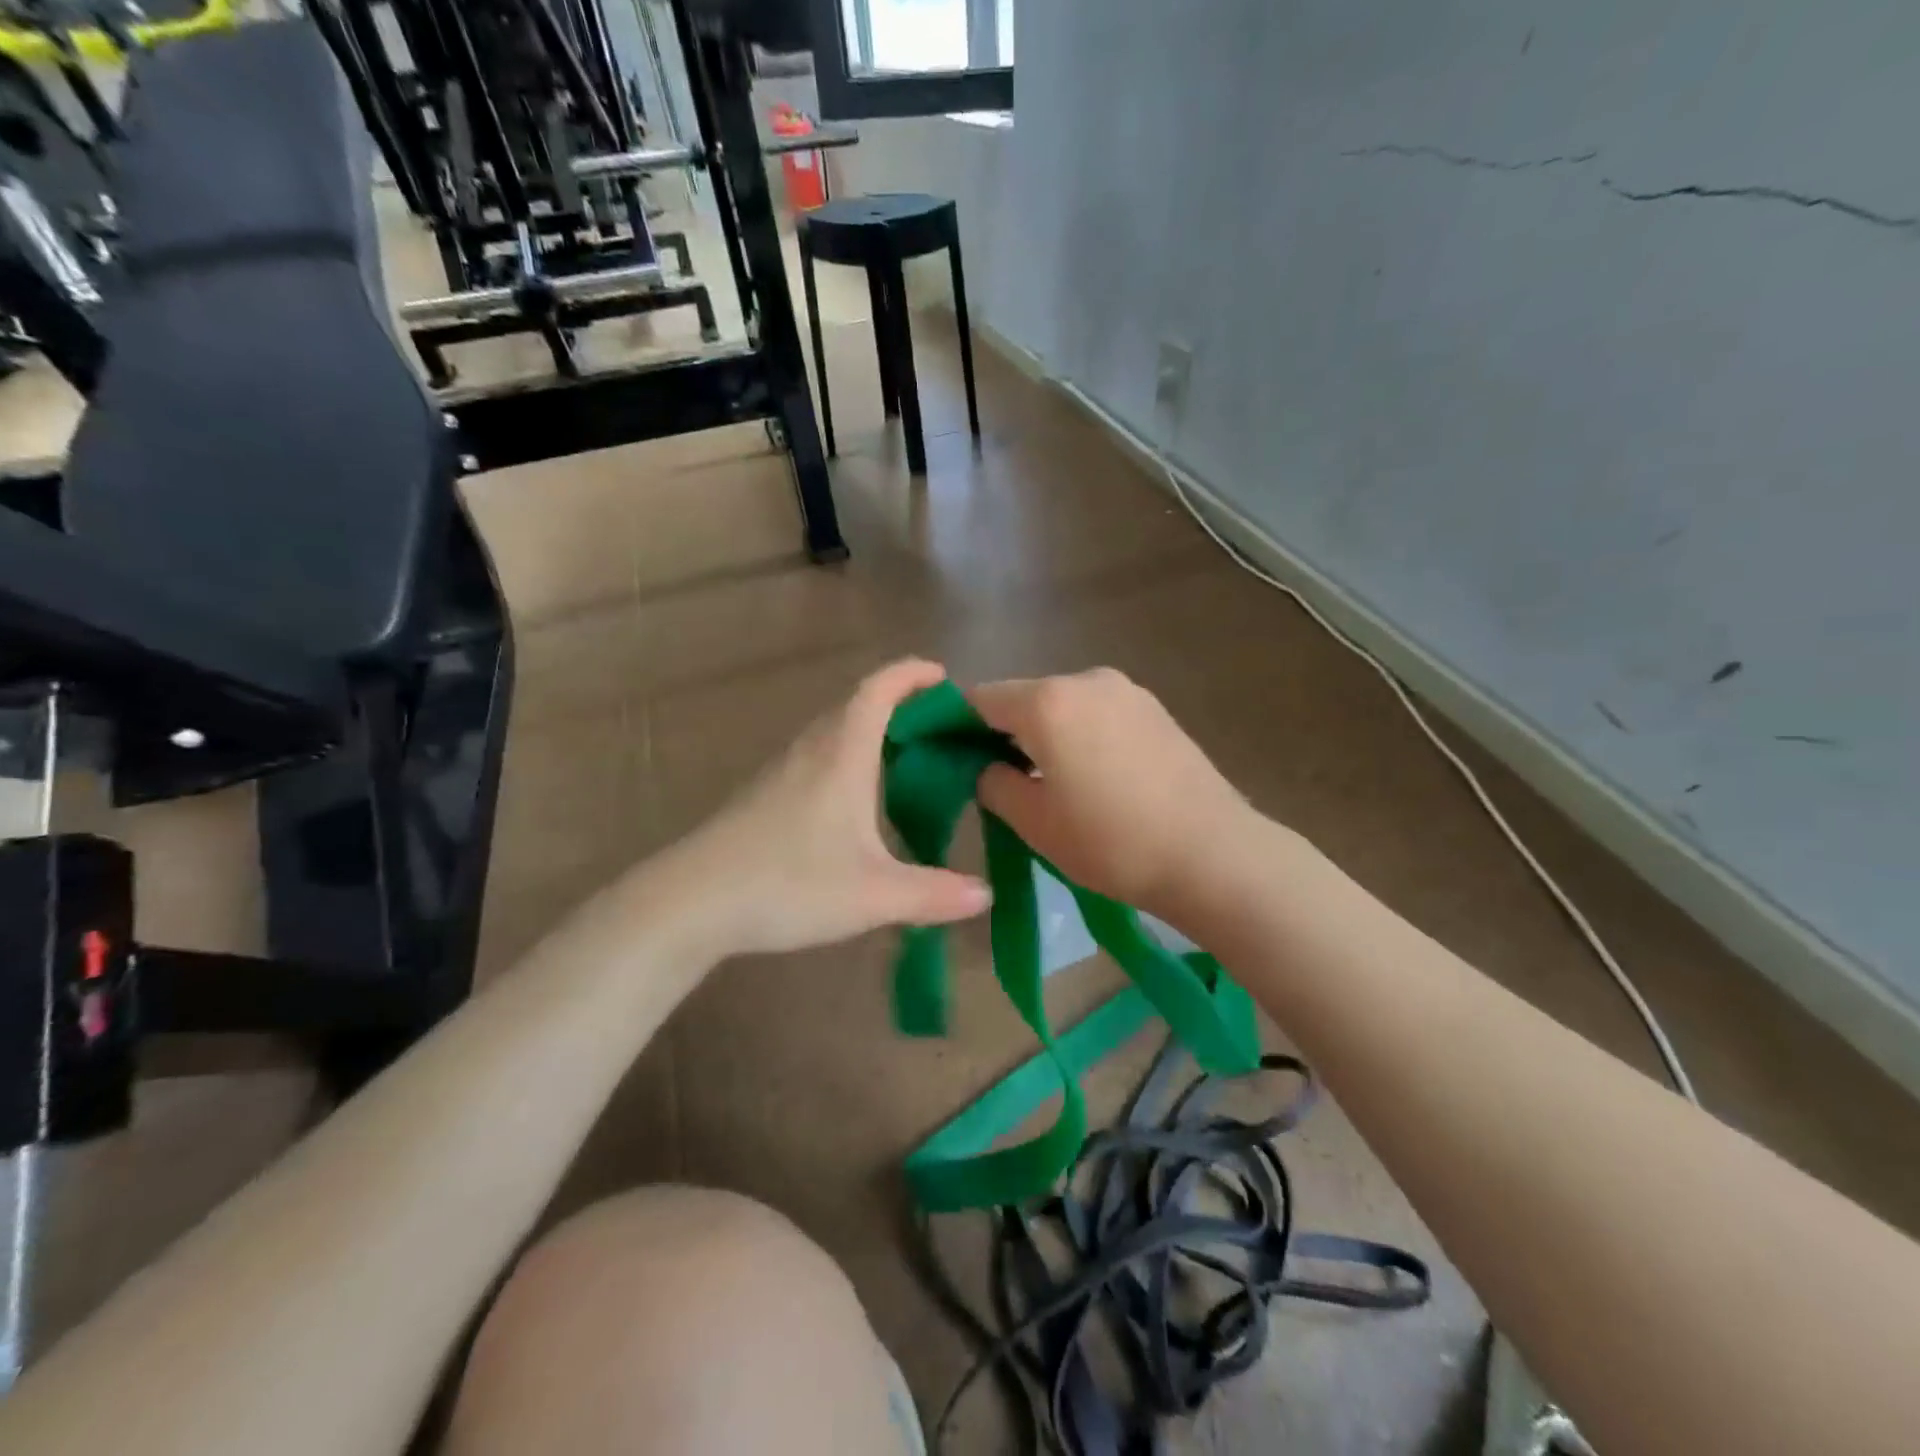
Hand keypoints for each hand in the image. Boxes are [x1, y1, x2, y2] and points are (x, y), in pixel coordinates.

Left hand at [657, 659, 991, 956]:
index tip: (943, 675)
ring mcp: (781, 772)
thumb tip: (986, 896)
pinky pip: (816, 758)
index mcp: (841, 754)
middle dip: (899, 704)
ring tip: (905, 761)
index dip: (911, 674)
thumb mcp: (874, 895)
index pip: (878, 690)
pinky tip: (856, 803)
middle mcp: (811, 751)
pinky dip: (846, 759)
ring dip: (870, 732)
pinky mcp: (763, 796)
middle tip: (937, 728)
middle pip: (856, 705)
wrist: (690, 903)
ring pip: (832, 732)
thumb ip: (935, 894)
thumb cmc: (788, 883)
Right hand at [969, 669, 1253, 919]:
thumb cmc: (1111, 841)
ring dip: (1045, 734)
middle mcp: (1085, 679)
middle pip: (1024, 698)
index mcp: (1047, 701)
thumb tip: (986, 767)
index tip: (951, 759)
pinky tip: (1094, 777)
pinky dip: (1080, 735)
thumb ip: (993, 783)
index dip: (956, 726)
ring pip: (1063, 705)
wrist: (1213, 854)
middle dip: (1004, 732)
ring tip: (1051, 783)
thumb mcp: (1034, 822)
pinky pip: (1098, 713)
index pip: (980, 699)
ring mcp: (1126, 690)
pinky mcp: (1156, 708)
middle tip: (1001, 779)